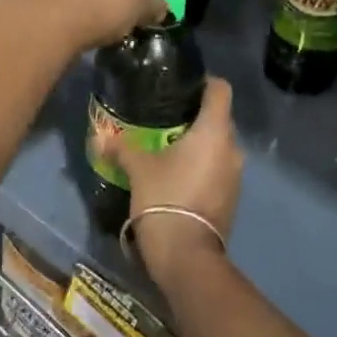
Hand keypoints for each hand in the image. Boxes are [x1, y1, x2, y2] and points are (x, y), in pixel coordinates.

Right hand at [106, 77, 241, 287]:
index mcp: (214, 131)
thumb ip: (121, 147)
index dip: (204, 82)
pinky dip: (202, 166)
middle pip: (220, 118)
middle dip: (196, 115)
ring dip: (200, 144)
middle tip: (167, 116)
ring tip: (170, 145)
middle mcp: (232, 149)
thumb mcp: (138, 168)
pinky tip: (179, 174)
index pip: (220, 89)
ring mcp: (236, 176)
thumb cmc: (165, 198)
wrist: (186, 254)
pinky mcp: (232, 198)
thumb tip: (100, 137)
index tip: (182, 85)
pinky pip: (218, 169)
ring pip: (219, 146)